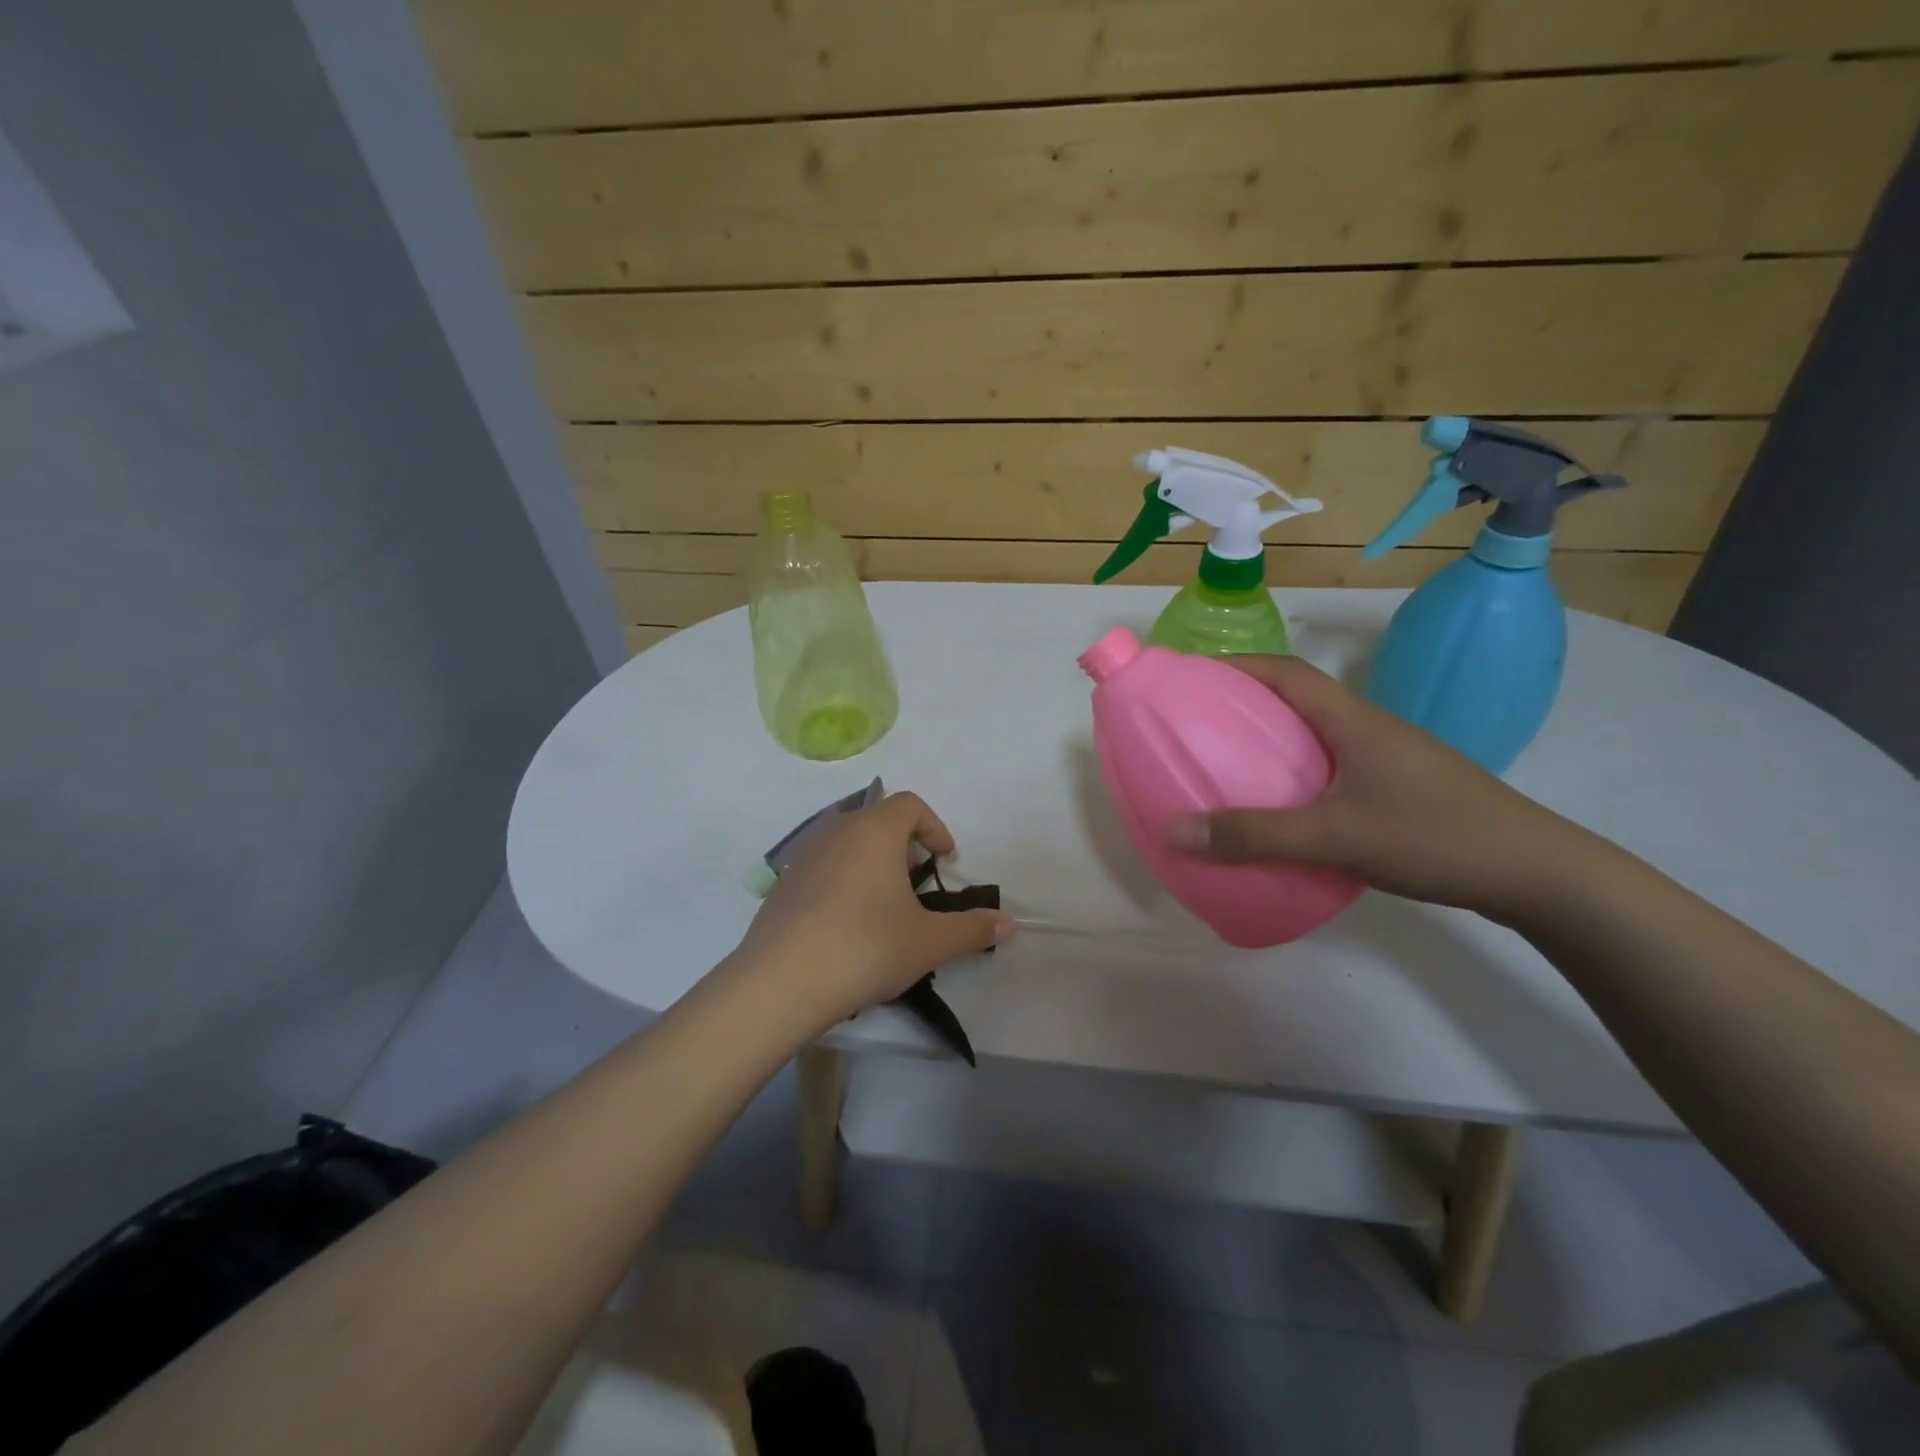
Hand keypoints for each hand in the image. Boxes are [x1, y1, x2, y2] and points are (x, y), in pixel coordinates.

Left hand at [732, 791, 1013, 1026]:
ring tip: (884, 909)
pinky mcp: (781, 887)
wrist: (780, 984)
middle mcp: (836, 833)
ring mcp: (803, 858)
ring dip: (872, 865)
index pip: (909, 804)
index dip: (934, 827)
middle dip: (904, 846)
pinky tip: (846, 928)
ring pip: (847, 845)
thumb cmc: (865, 948)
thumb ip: (972, 930)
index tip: (944, 861)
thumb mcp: (929, 942)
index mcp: (874, 832)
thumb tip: (1008, 924)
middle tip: (917, 885)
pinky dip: (843, 883)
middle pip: (877, 821)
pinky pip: (822, 870)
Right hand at [1167, 655, 1589, 920]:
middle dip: (1245, 704)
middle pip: (1297, 700)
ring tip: (1228, 766)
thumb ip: (1255, 835)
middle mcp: (1369, 729)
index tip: (1192, 677)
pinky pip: (1332, 768)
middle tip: (1197, 726)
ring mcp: (1389, 759)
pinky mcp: (1400, 789)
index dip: (1237, 666)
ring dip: (1272, 741)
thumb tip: (1175, 831)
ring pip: (1316, 736)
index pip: (1287, 672)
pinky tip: (1283, 810)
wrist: (1539, 874)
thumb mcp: (1335, 837)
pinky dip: (1296, 775)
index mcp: (1353, 721)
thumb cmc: (1434, 837)